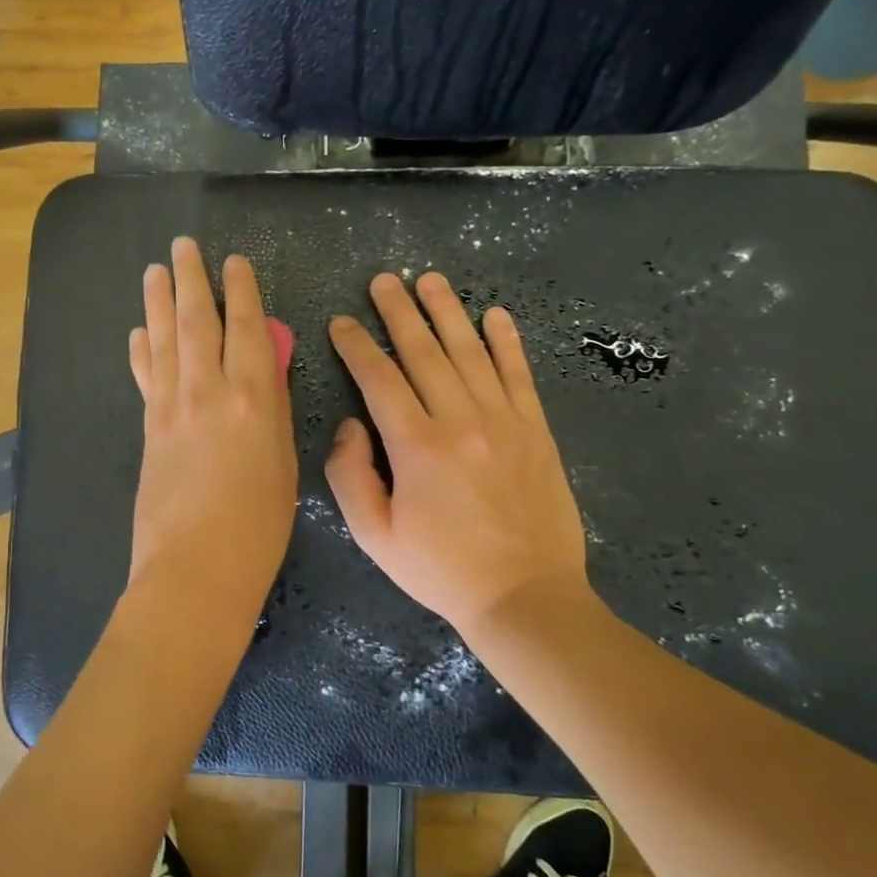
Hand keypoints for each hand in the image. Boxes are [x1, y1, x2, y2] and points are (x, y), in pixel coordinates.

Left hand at [127, 238, 297, 622]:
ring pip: (163, 341)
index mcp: (253, 400)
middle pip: (197, 323)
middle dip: (191, 280)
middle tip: (183, 246)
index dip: (242, 292)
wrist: (194, 572)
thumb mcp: (282, 465)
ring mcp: (171, 409)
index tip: (235, 262)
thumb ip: (275, 409)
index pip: (247, 329)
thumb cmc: (257, 528)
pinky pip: (146, 377)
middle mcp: (208, 392)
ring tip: (154, 270)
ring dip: (158, 302)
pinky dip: (141, 350)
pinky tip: (138, 332)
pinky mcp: (148, 429)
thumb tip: (268, 367)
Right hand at [326, 271, 598, 643]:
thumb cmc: (441, 570)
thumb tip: (350, 426)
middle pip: (424, 352)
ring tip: (430, 280)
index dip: (356, 346)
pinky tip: (495, 315)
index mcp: (416, 446)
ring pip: (470, 352)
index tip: (341, 321)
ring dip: (448, 312)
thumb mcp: (374, 536)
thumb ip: (350, 476)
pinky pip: (519, 375)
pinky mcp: (535, 431)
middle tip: (383, 279)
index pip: (379, 379)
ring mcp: (503, 421)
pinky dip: (507, 341)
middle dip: (399, 312)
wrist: (525, 597)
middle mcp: (460, 420)